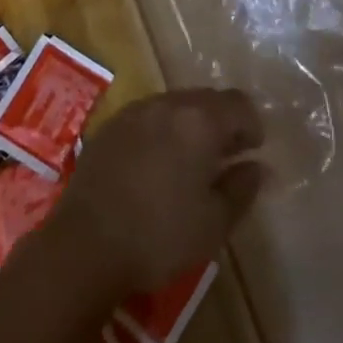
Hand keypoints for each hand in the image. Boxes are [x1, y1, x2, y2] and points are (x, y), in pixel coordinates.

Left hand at [47, 89, 263, 294]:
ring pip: (175, 105)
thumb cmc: (159, 236)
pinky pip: (148, 117)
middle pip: (206, 99)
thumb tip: (257, 166)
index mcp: (199, 120)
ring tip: (191, 163)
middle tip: (226, 158)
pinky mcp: (110, 125)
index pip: (238, 103)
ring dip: (191, 125)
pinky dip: (162, 131)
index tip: (252, 152)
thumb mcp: (214, 223)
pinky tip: (156, 166)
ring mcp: (135, 111)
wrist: (85, 243)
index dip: (252, 125)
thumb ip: (241, 189)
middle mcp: (168, 104)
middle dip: (222, 122)